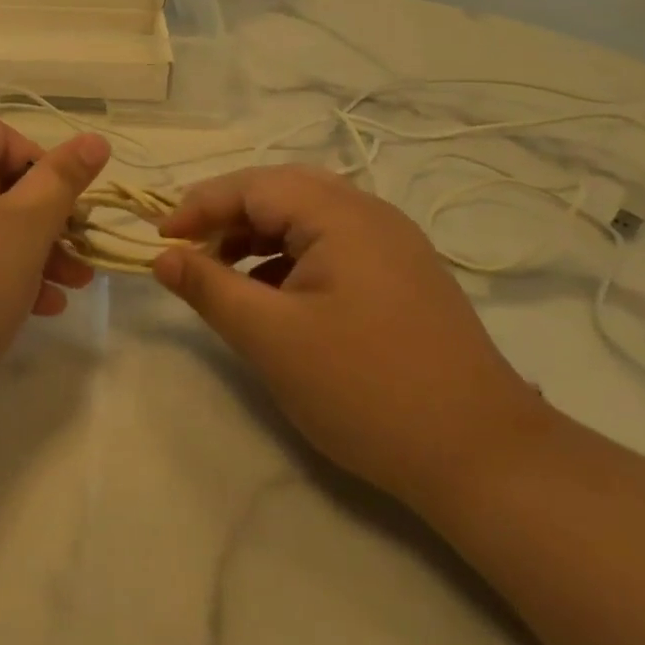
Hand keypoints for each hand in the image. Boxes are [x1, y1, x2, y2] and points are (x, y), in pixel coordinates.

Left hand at [0, 114, 110, 396]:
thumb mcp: (27, 226)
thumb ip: (64, 179)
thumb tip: (95, 139)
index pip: (3, 136)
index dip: (43, 170)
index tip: (67, 213)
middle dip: (45, 223)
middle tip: (78, 262)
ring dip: (26, 253)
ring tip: (63, 293)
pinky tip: (27, 309)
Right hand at [152, 165, 550, 510]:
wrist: (484, 458)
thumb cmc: (365, 389)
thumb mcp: (271, 338)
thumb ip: (209, 288)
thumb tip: (162, 256)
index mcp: (340, 213)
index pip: (252, 186)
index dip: (199, 206)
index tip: (160, 239)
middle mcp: (369, 212)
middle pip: (280, 191)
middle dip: (228, 215)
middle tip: (191, 248)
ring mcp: (392, 243)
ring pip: (307, 218)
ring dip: (258, 235)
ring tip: (225, 274)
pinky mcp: (402, 274)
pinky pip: (332, 245)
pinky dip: (291, 258)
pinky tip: (274, 296)